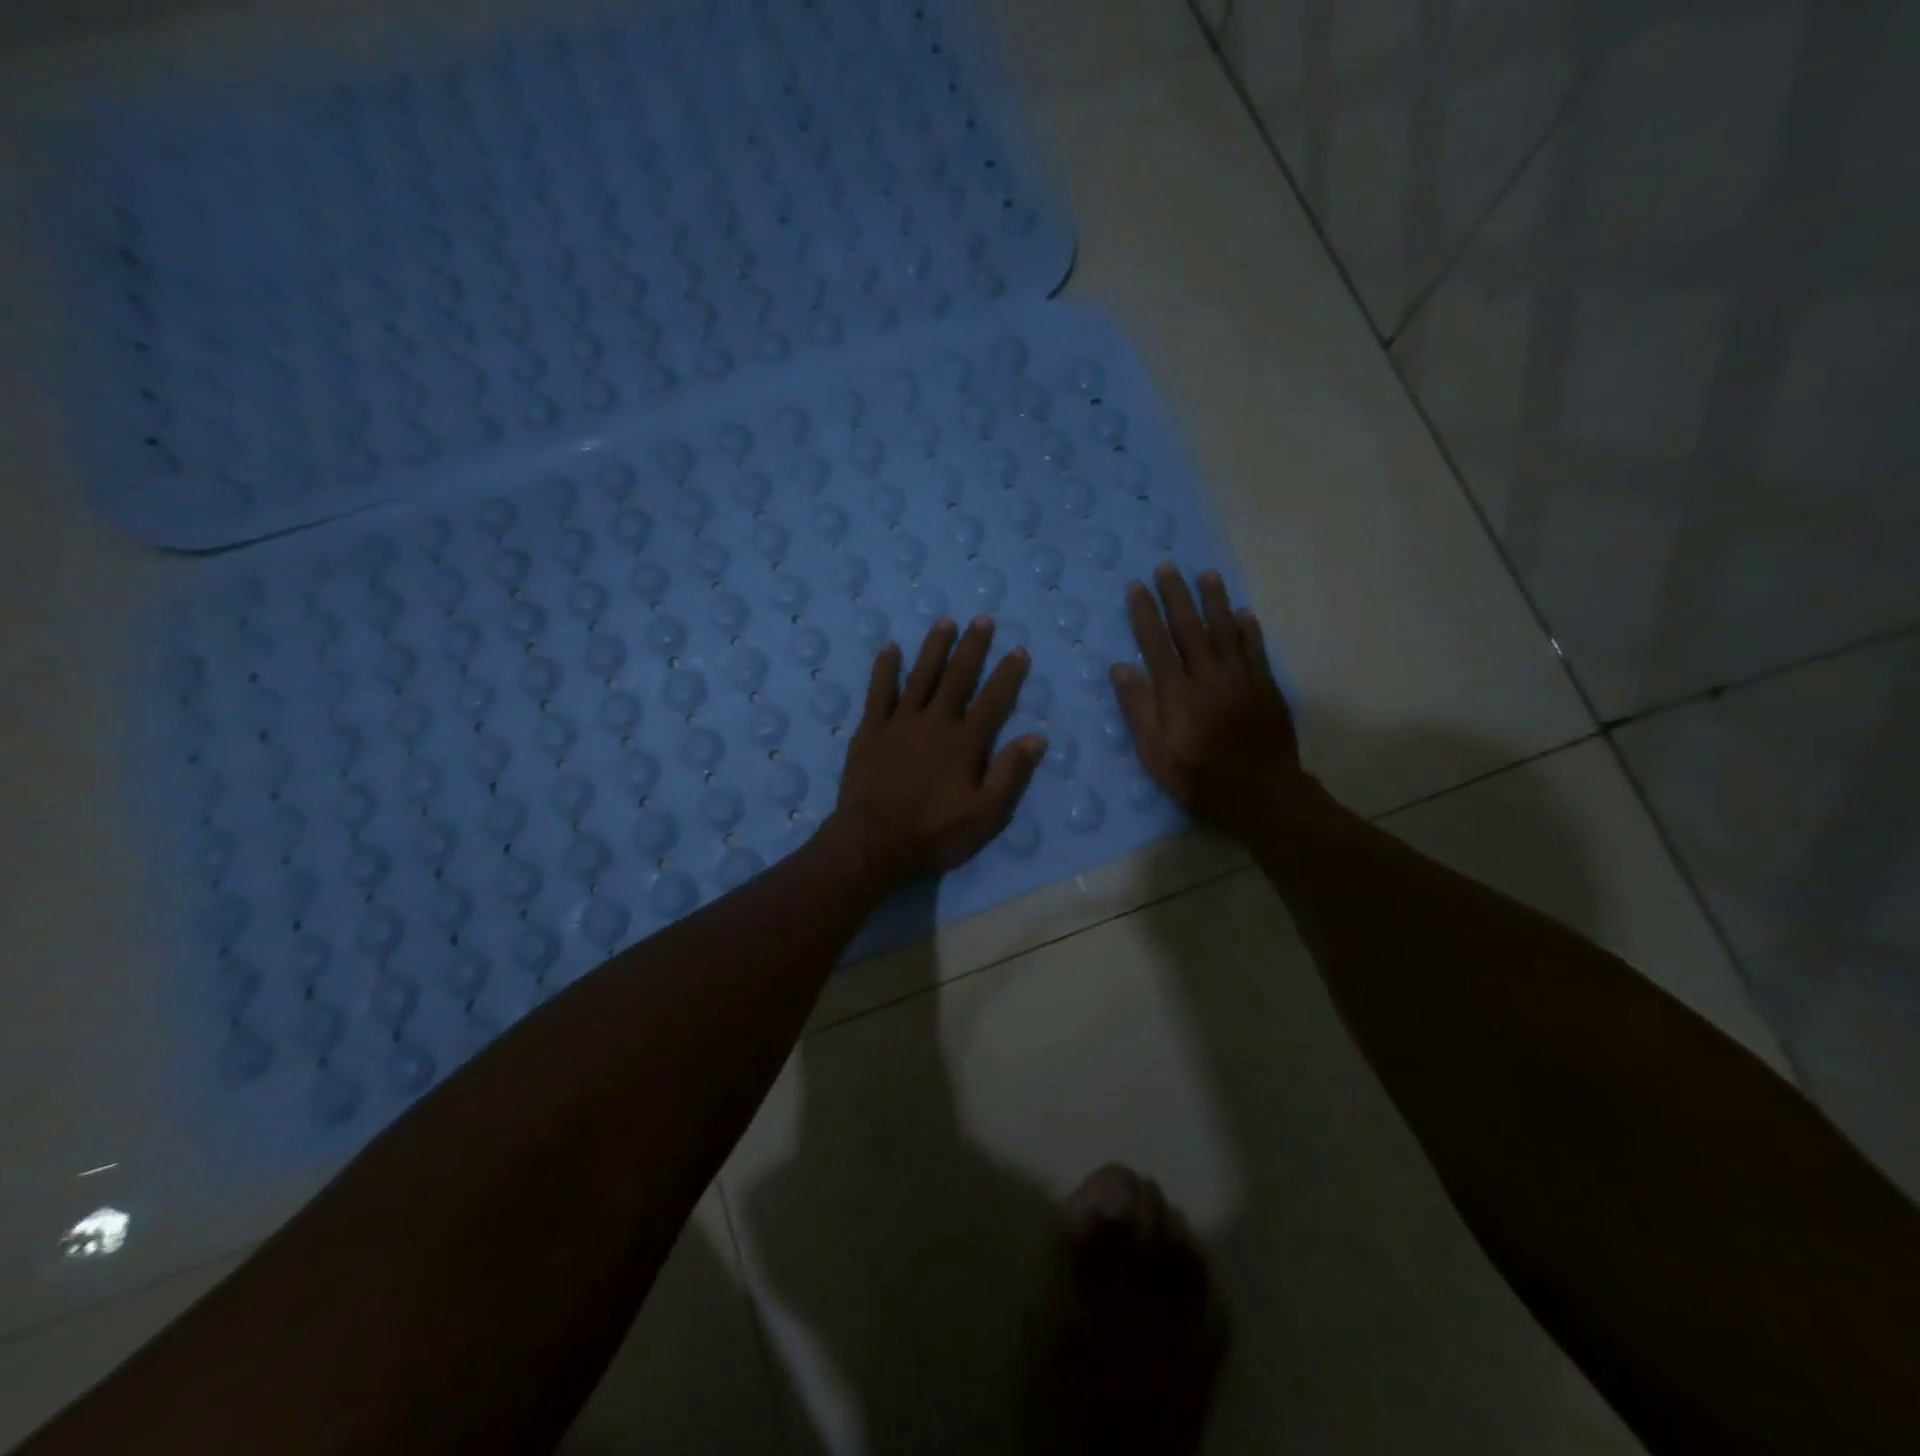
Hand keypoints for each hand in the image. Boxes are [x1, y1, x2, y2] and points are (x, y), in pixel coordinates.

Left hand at [832, 617, 1047, 885]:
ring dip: (934, 648)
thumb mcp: (985, 815)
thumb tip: (1036, 738)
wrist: (873, 844)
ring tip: (945, 622)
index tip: (1019, 650)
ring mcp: (900, 724)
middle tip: (983, 620)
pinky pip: (878, 693)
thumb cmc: (934, 834)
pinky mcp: (870, 731)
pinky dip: (884, 670)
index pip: (993, 701)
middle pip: (958, 678)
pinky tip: (890, 648)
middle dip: (972, 647)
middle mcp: (935, 723)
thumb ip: (1010, 775)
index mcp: (965, 743)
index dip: (1008, 674)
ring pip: (921, 677)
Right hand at [1110, 564, 1302, 838]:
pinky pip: (1255, 649)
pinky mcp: (1265, 686)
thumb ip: (1138, 708)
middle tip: (1167, 568)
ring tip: (1207, 575)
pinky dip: (1248, 629)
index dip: (1145, 612)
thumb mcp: (1154, 752)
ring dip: (1214, 601)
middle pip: (1189, 627)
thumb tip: (1121, 667)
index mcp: (1176, 691)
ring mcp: (1240, 678)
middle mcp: (1207, 675)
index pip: (1156, 642)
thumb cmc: (1197, 777)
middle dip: (1175, 596)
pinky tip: (1243, 613)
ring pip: (1225, 630)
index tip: (1136, 587)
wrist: (1260, 793)